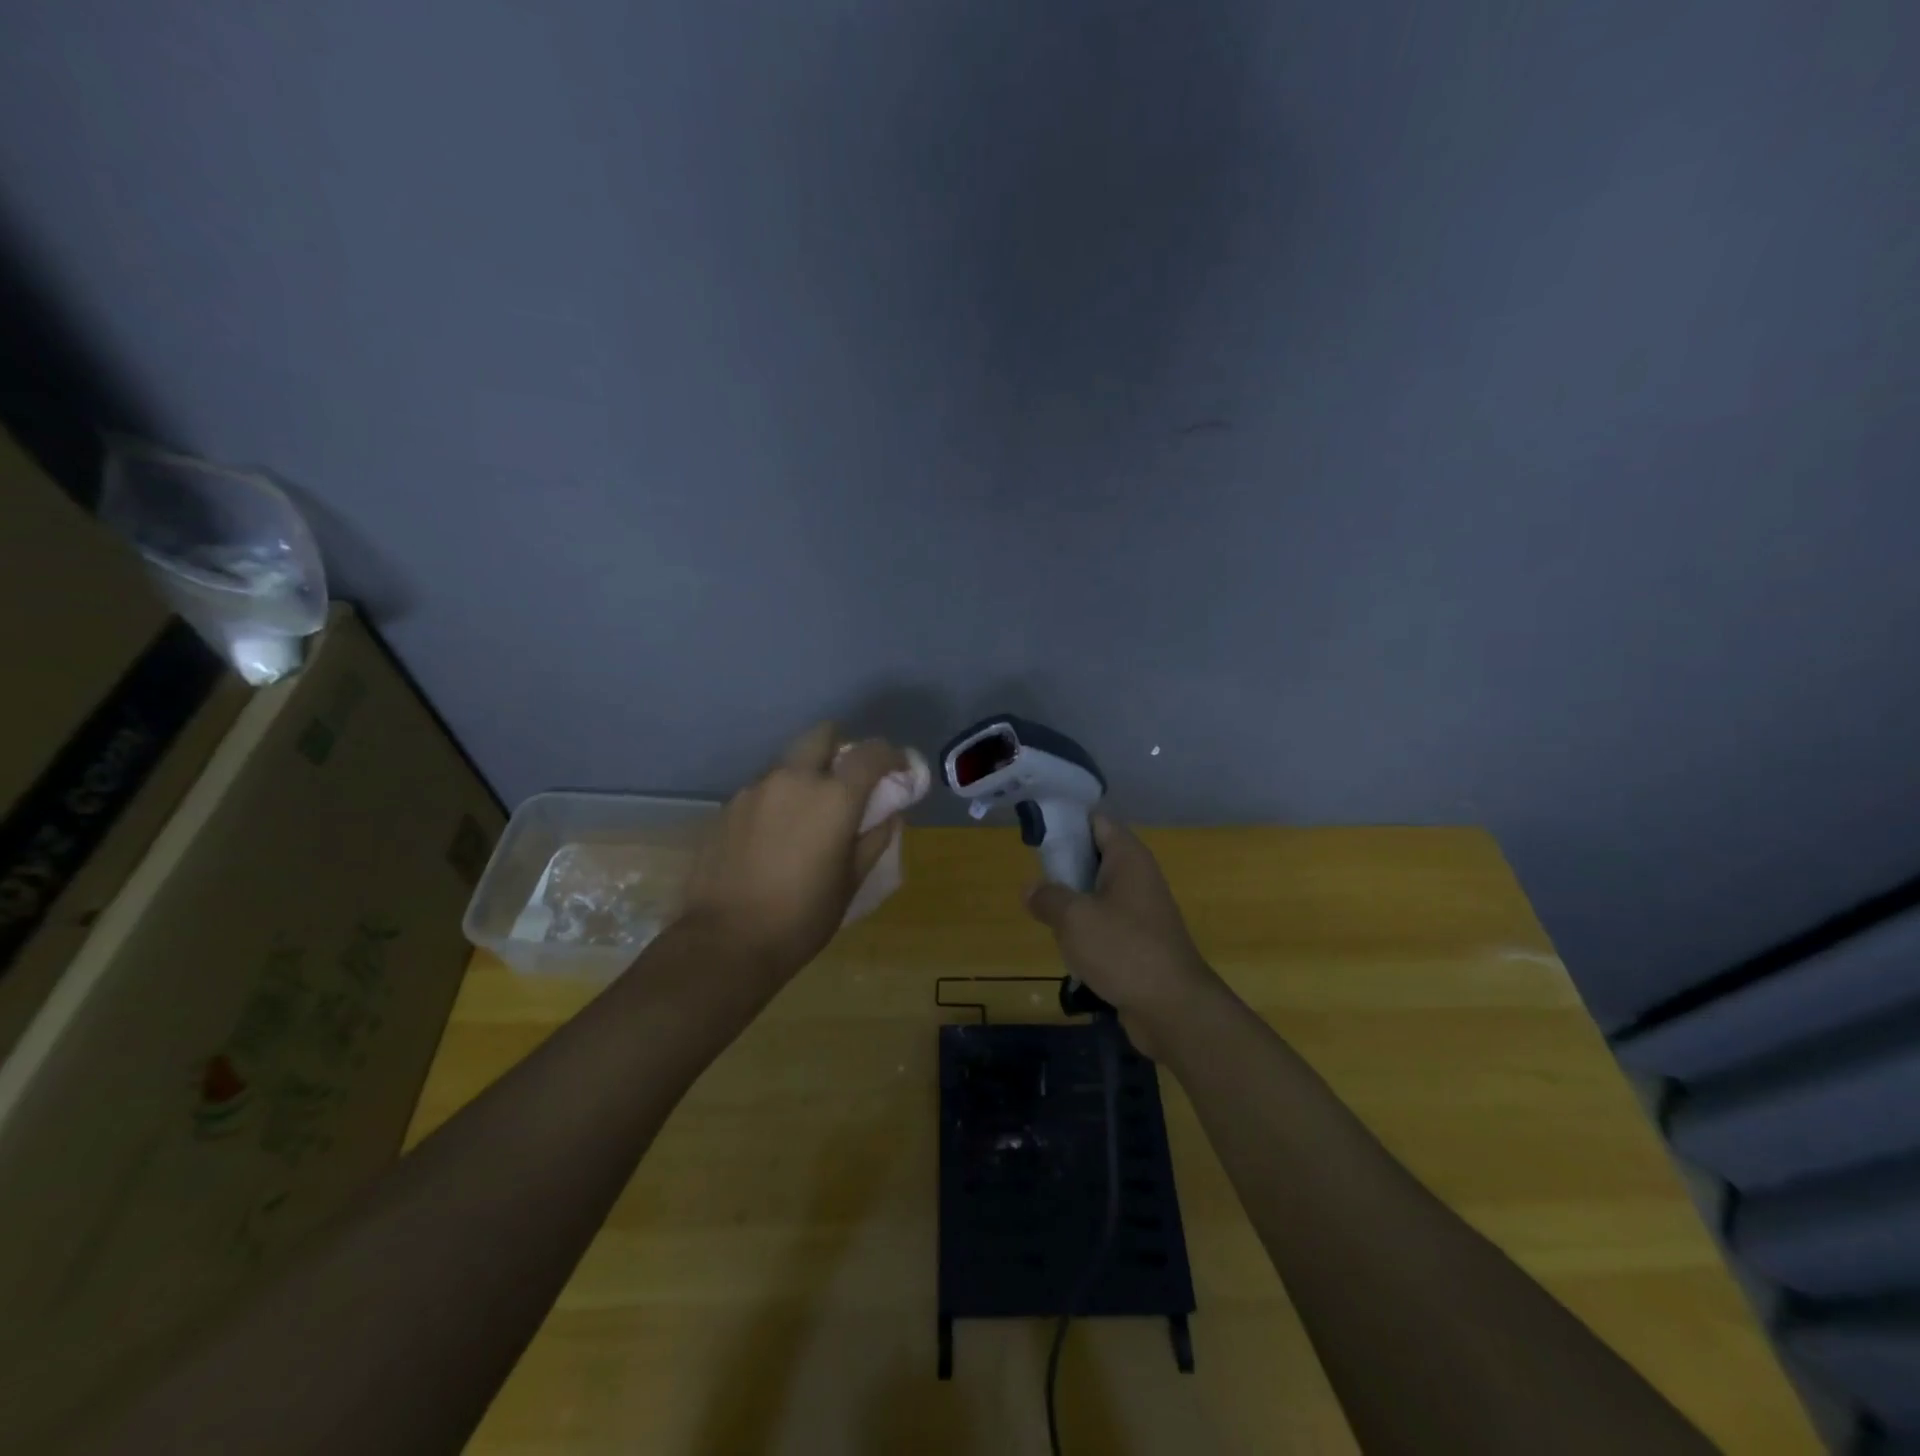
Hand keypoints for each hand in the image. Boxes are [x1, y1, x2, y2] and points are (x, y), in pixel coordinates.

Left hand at [680, 723, 905, 980]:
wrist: (723, 943)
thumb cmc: (801, 918)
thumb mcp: (851, 883)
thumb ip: (875, 838)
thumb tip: (890, 814)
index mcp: (833, 796)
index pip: (871, 752)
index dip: (892, 756)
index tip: (899, 771)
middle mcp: (793, 778)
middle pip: (823, 735)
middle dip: (842, 749)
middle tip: (849, 783)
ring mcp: (755, 789)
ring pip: (790, 763)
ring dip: (807, 776)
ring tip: (809, 817)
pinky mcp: (728, 806)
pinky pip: (764, 788)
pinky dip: (779, 799)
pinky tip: (776, 836)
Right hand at [1023, 815, 1217, 1055]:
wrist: (1173, 1009)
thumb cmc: (1124, 950)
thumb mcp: (1074, 918)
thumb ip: (1048, 897)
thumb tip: (1031, 889)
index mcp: (1128, 858)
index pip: (1096, 821)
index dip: (1066, 822)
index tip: (1035, 833)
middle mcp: (1138, 877)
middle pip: (1095, 855)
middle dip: (1063, 864)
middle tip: (1033, 877)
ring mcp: (1141, 911)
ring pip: (1097, 892)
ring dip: (1072, 901)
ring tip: (1044, 913)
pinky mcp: (1139, 941)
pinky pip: (1106, 923)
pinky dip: (1086, 930)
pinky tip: (1067, 947)